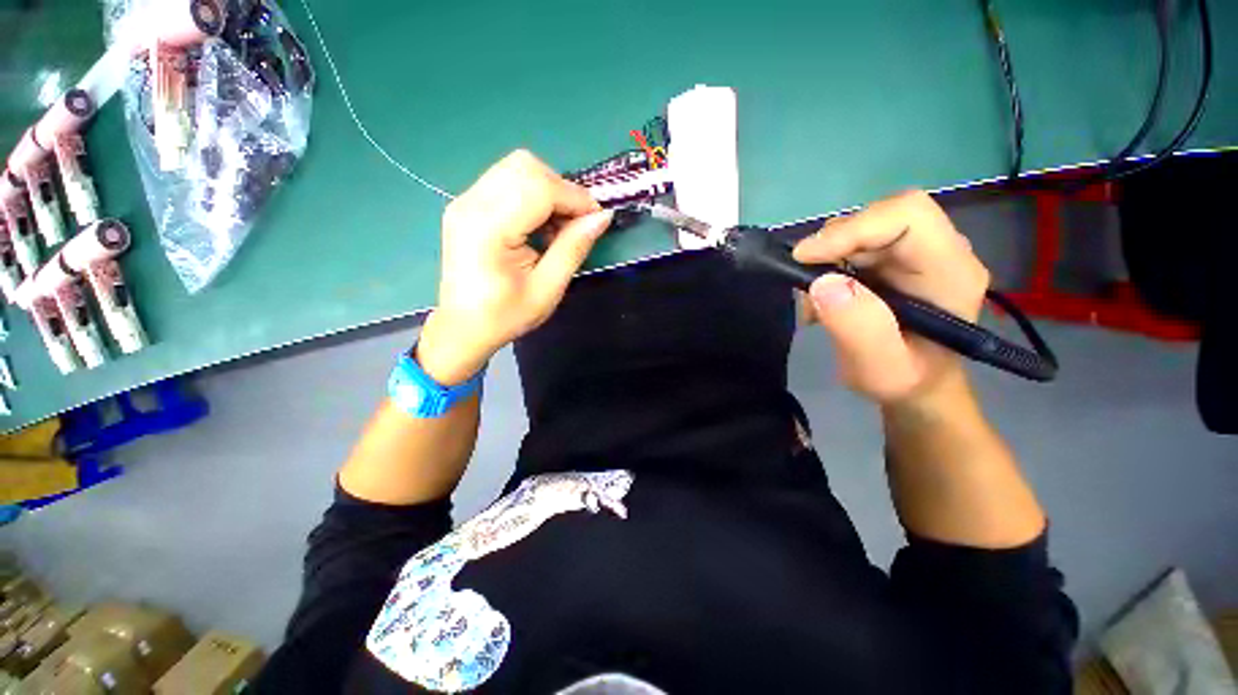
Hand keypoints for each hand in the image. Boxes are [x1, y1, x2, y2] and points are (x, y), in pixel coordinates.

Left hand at [417, 150, 612, 384]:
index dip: (576, 198)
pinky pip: (507, 181)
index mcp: (488, 229)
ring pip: (517, 168)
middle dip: (562, 189)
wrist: (463, 327)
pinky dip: (533, 195)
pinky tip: (539, 225)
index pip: (539, 188)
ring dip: (549, 190)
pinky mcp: (467, 204)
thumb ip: (574, 248)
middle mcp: (471, 204)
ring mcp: (464, 200)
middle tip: (577, 224)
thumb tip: (601, 217)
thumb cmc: (506, 315)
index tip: (597, 218)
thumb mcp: (548, 289)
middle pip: (526, 167)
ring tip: (559, 226)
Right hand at [792, 190, 989, 405]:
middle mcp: (939, 251)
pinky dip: (827, 265)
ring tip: (817, 304)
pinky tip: (825, 299)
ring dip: (827, 259)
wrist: (916, 385)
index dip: (853, 228)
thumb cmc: (905, 381)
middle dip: (834, 245)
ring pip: (863, 228)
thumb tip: (822, 283)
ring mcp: (916, 253)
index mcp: (950, 272)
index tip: (806, 258)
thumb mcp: (880, 368)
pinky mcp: (894, 259)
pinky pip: (854, 244)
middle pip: (882, 216)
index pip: (908, 215)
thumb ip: (858, 328)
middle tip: (807, 284)